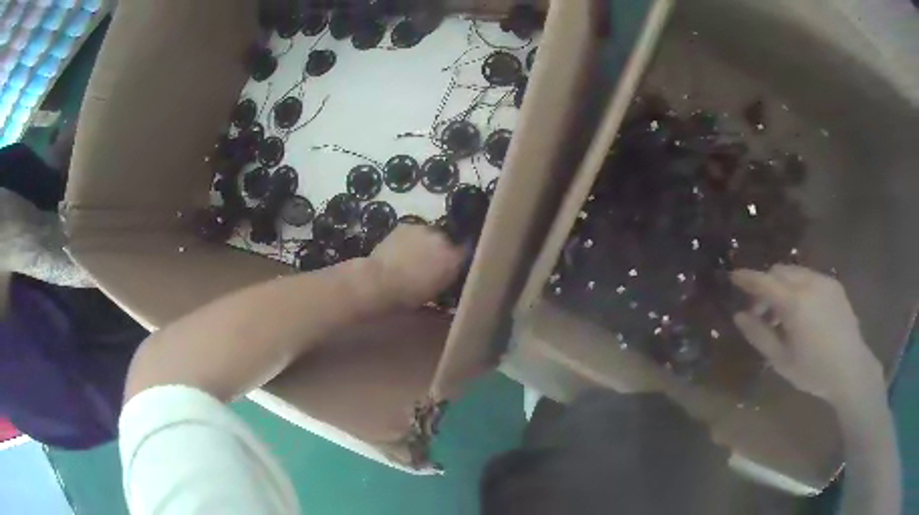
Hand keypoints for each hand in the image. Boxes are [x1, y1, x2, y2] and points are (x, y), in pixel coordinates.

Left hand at [368, 225, 464, 307]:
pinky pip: (414, 231)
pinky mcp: (406, 225)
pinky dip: (411, 238)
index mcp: (454, 259)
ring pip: (430, 234)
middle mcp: (443, 240)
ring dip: (426, 242)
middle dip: (441, 249)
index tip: (452, 266)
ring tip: (413, 255)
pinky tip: (401, 249)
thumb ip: (446, 277)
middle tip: (430, 262)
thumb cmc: (409, 295)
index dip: (458, 259)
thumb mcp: (436, 291)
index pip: (465, 253)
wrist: (380, 281)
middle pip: (447, 241)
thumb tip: (448, 271)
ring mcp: (424, 229)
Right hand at [731, 265, 882, 404]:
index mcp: (795, 303)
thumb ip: (759, 336)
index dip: (747, 278)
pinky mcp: (834, 285)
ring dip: (782, 286)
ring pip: (795, 272)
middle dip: (766, 286)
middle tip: (761, 313)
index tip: (733, 277)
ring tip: (783, 315)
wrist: (850, 368)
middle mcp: (809, 283)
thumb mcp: (781, 361)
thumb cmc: (813, 370)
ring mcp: (824, 281)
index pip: (764, 282)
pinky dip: (799, 287)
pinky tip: (803, 313)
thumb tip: (739, 316)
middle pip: (779, 271)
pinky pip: (810, 277)